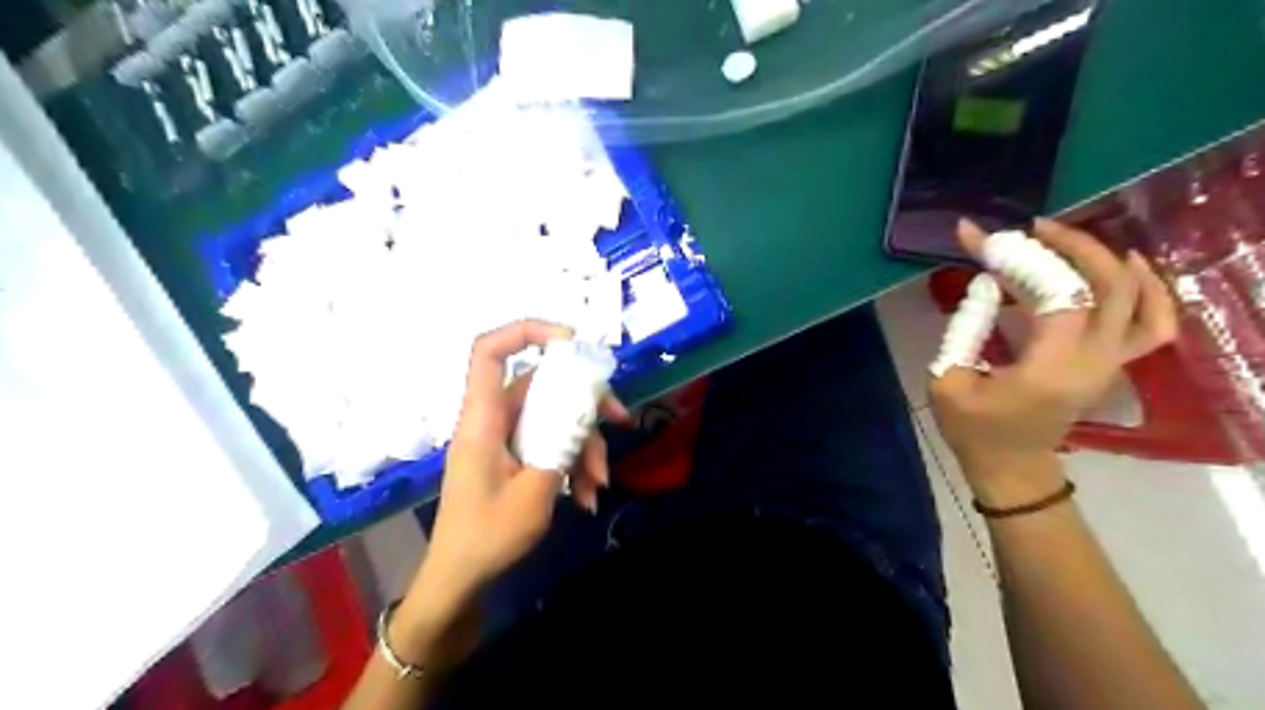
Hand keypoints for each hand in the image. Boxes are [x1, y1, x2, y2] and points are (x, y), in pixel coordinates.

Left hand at [409, 318, 626, 613]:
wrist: (460, 579)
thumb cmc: (486, 538)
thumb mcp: (534, 495)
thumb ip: (561, 448)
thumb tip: (585, 415)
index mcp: (483, 420)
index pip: (488, 353)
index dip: (526, 332)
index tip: (571, 341)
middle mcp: (494, 420)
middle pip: (542, 386)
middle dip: (585, 403)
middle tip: (620, 420)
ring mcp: (506, 439)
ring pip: (554, 418)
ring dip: (584, 445)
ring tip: (600, 484)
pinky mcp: (516, 456)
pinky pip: (550, 443)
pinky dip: (573, 463)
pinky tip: (587, 496)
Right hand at [927, 219, 1175, 500]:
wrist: (1010, 465)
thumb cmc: (972, 428)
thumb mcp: (947, 379)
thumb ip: (965, 328)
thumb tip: (985, 284)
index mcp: (1049, 369)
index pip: (1056, 294)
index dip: (1022, 259)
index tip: (983, 238)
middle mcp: (1093, 362)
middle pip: (1110, 288)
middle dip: (1072, 247)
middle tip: (1031, 229)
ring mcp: (1111, 363)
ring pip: (1142, 301)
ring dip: (1109, 261)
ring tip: (1070, 240)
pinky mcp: (1112, 364)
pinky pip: (1153, 323)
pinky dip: (1147, 290)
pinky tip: (1124, 266)